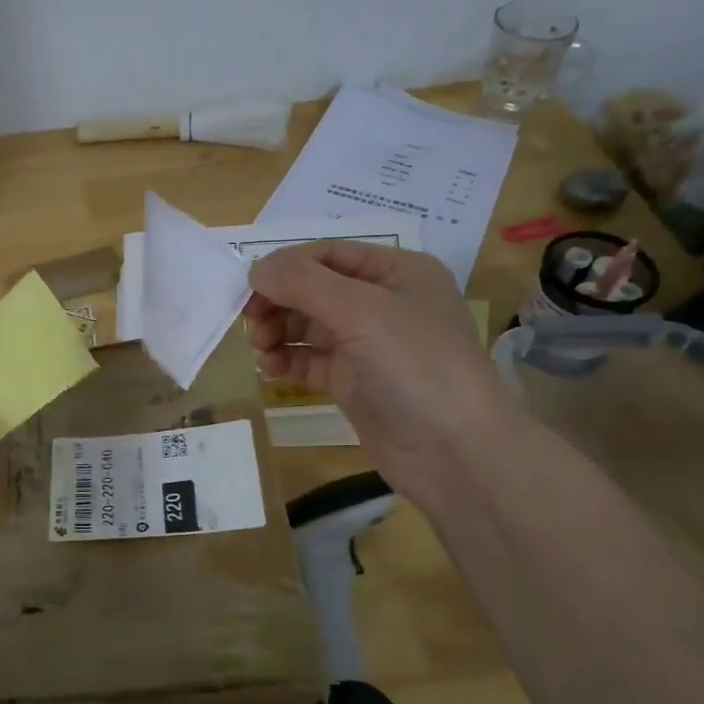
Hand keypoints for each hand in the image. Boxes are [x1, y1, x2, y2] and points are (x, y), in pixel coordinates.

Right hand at [245, 242, 515, 485]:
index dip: (287, 266)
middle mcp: (384, 303)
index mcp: (397, 272)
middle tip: (250, 322)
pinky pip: (312, 360)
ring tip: (261, 349)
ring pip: (310, 326)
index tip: (250, 288)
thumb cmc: (413, 363)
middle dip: (280, 301)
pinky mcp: (356, 383)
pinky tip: (271, 369)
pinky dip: (289, 360)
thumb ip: (302, 282)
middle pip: (315, 289)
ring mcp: (369, 345)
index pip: (328, 254)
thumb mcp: (359, 309)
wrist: (453, 450)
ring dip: (280, 331)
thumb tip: (256, 269)